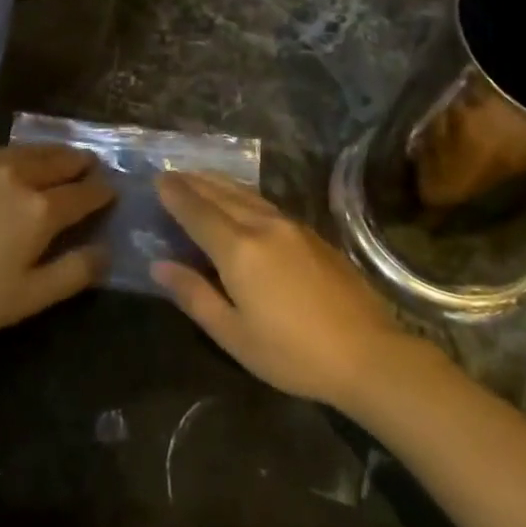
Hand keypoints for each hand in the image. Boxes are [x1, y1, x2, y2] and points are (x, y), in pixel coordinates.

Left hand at [0, 145, 113, 336]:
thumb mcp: (28, 297)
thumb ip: (73, 273)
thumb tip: (106, 252)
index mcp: (42, 209)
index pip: (86, 193)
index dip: (103, 192)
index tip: (112, 191)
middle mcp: (21, 175)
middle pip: (63, 161)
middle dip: (83, 164)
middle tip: (93, 167)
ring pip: (35, 149)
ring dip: (56, 153)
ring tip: (65, 158)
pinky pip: (5, 148)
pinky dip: (24, 152)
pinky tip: (20, 159)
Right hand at [151, 172, 410, 408]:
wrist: (367, 352)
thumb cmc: (292, 353)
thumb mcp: (234, 334)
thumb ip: (195, 295)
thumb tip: (159, 265)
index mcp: (238, 249)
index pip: (197, 211)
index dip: (176, 195)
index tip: (159, 179)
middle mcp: (262, 226)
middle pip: (221, 195)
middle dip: (194, 182)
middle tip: (173, 173)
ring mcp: (291, 226)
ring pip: (246, 194)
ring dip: (219, 183)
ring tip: (201, 178)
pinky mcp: (312, 234)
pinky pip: (266, 203)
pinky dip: (243, 195)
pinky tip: (242, 201)